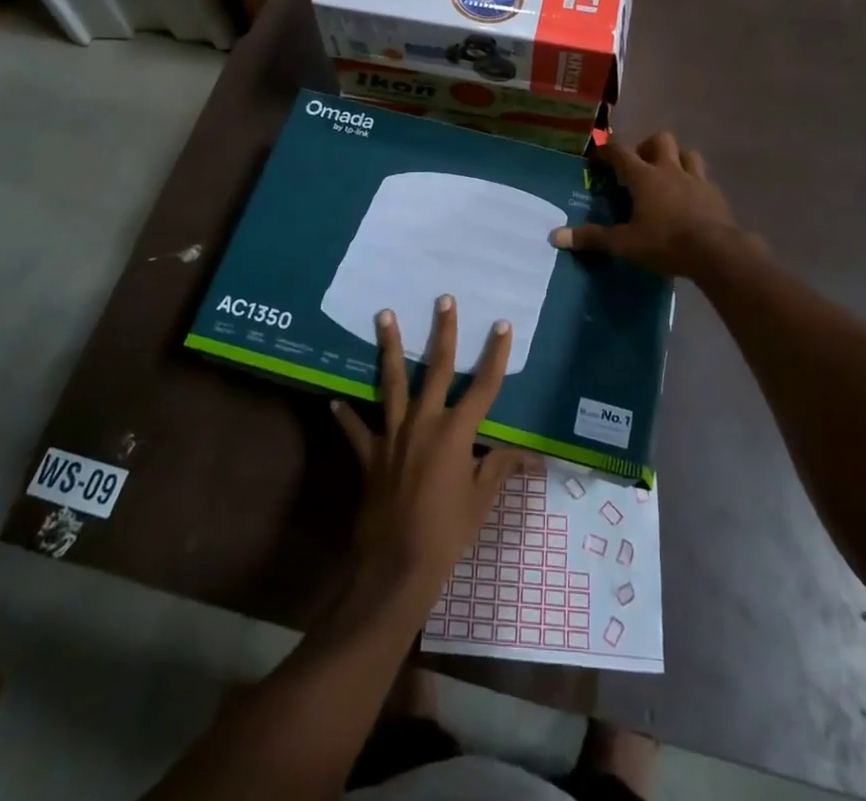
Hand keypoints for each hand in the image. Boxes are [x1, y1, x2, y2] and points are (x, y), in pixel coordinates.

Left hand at [332, 297, 525, 605]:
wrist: (396, 566)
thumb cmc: (447, 533)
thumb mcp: (481, 500)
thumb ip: (500, 468)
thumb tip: (530, 455)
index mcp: (456, 433)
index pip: (483, 387)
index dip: (495, 355)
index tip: (501, 325)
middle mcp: (424, 423)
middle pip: (436, 369)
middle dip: (442, 332)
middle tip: (443, 299)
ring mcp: (393, 436)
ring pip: (391, 383)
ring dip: (389, 348)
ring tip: (384, 316)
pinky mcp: (370, 455)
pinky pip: (356, 430)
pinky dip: (347, 416)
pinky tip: (335, 401)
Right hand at [550, 131, 755, 278]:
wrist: (717, 252)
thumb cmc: (665, 243)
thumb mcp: (625, 244)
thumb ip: (593, 238)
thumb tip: (555, 236)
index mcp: (644, 177)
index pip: (620, 152)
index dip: (607, 150)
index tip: (598, 155)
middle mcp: (670, 170)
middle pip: (660, 140)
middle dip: (648, 146)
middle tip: (639, 165)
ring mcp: (697, 179)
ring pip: (687, 153)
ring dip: (676, 159)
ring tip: (668, 176)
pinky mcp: (716, 194)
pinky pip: (704, 178)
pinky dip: (694, 182)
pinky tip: (690, 199)